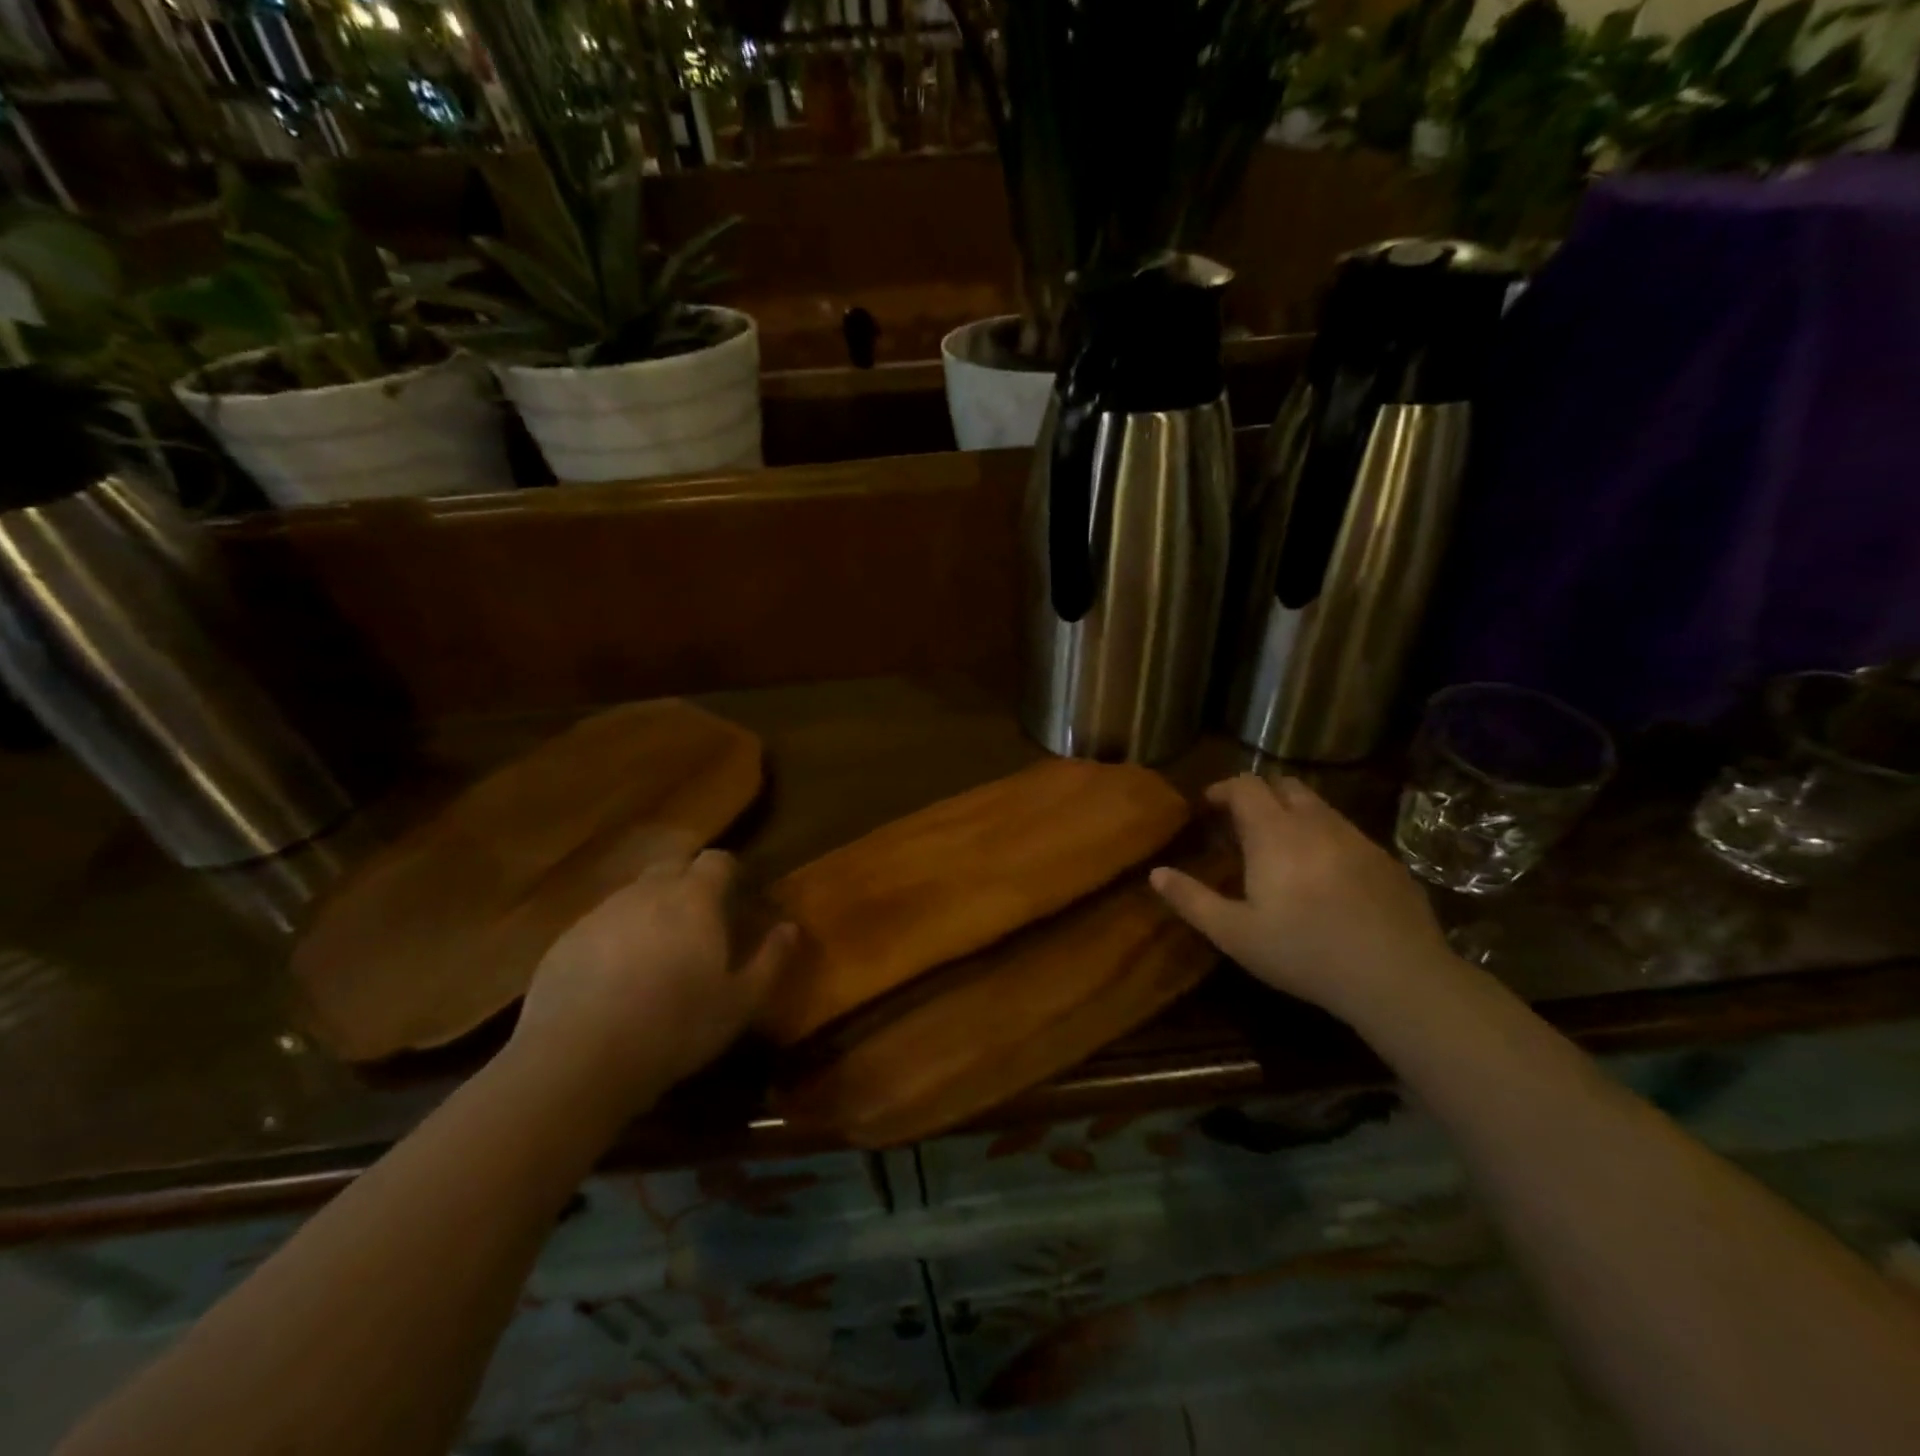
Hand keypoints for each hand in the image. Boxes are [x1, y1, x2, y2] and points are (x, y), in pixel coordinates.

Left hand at [510, 848, 794, 1120]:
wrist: (577, 1059)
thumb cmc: (675, 1026)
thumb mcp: (741, 1002)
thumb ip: (771, 958)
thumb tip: (791, 927)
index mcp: (695, 898)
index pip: (718, 859)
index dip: (730, 872)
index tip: (738, 895)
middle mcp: (648, 892)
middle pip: (673, 865)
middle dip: (689, 881)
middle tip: (701, 919)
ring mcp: (602, 912)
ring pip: (635, 894)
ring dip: (652, 909)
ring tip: (658, 952)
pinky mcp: (566, 939)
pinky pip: (601, 923)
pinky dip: (616, 936)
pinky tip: (616, 977)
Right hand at [1150, 774, 1452, 1023]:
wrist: (1397, 977)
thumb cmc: (1304, 952)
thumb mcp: (1235, 934)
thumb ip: (1191, 899)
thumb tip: (1155, 873)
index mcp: (1274, 833)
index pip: (1245, 785)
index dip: (1223, 789)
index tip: (1209, 807)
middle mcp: (1316, 823)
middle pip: (1284, 785)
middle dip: (1259, 795)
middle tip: (1243, 824)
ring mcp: (1356, 838)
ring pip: (1319, 806)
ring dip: (1294, 814)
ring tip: (1282, 848)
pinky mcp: (1386, 860)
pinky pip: (1347, 833)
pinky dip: (1326, 838)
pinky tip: (1325, 876)